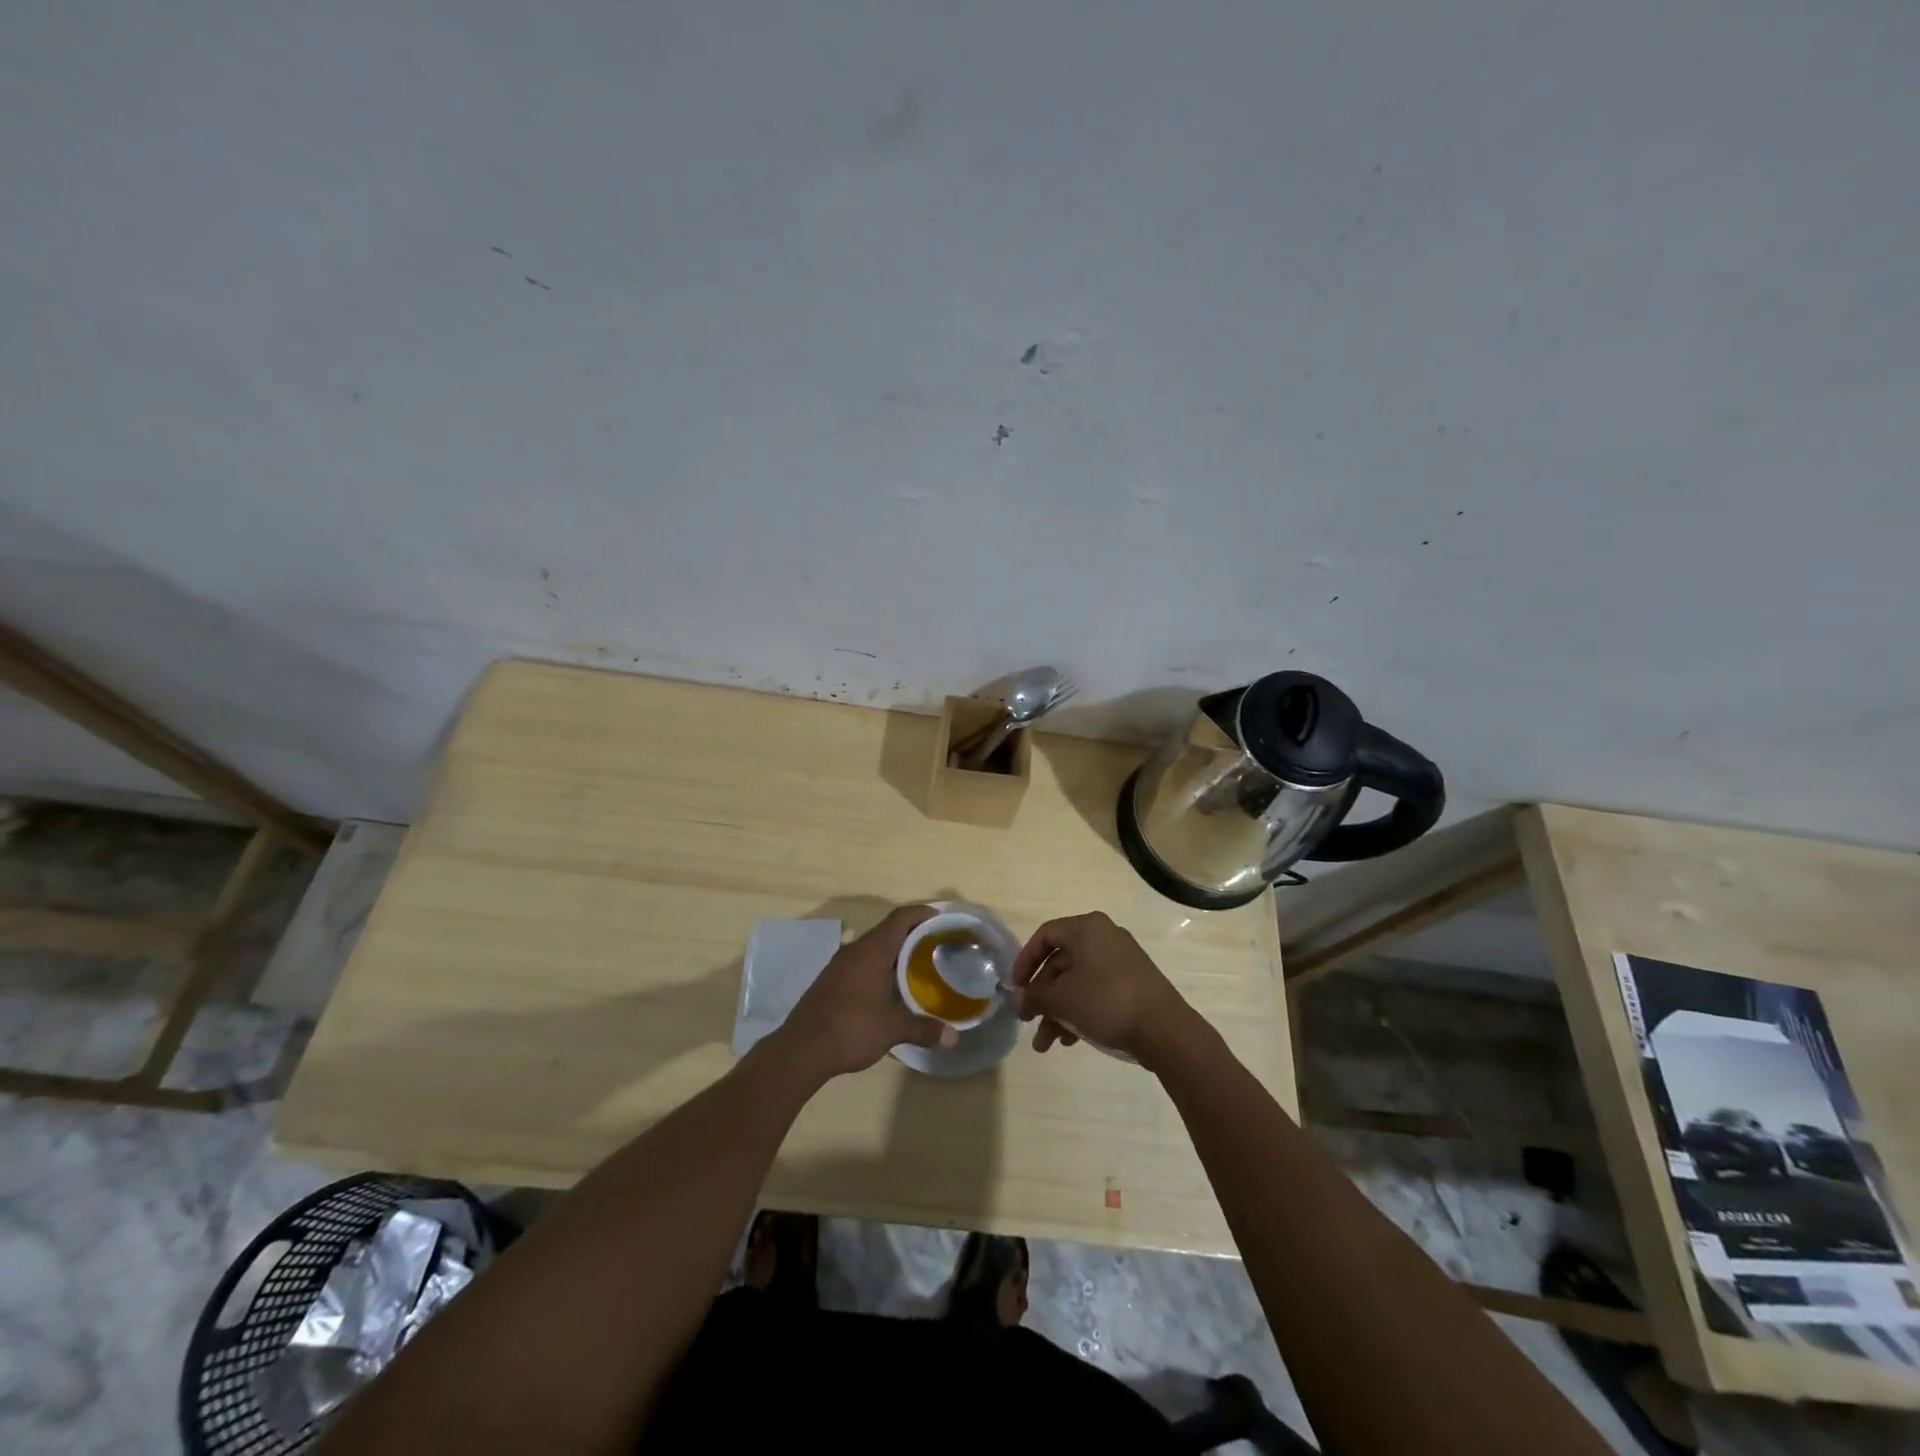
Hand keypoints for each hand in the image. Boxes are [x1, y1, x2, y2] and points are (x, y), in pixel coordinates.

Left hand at [777, 906, 958, 1078]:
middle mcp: (855, 950)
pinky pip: (862, 965)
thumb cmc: (851, 1028)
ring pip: (873, 949)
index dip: (922, 914)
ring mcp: (839, 966)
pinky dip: (880, 969)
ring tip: (919, 969)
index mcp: (872, 950)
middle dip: (913, 936)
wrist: (801, 1050)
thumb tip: (953, 1039)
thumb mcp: (893, 1028)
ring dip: (895, 955)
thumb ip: (924, 1029)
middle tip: (937, 947)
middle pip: (888, 931)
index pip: (901, 917)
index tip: (942, 920)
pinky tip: (891, 990)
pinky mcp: (831, 982)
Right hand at [1010, 912, 1198, 1067]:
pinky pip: (1096, 991)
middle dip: (1042, 996)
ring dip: (1057, 1011)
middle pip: (1060, 962)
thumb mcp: (1062, 1000)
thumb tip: (1018, 998)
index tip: (1015, 988)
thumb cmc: (1107, 1002)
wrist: (1165, 1030)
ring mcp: (1121, 960)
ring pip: (1077, 982)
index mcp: (1087, 928)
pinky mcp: (1133, 983)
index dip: (1024, 961)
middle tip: (1028, 1021)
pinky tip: (1070, 1041)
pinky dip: (1079, 1011)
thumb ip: (1034, 996)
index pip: (1045, 936)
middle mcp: (1104, 937)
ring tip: (1046, 1044)